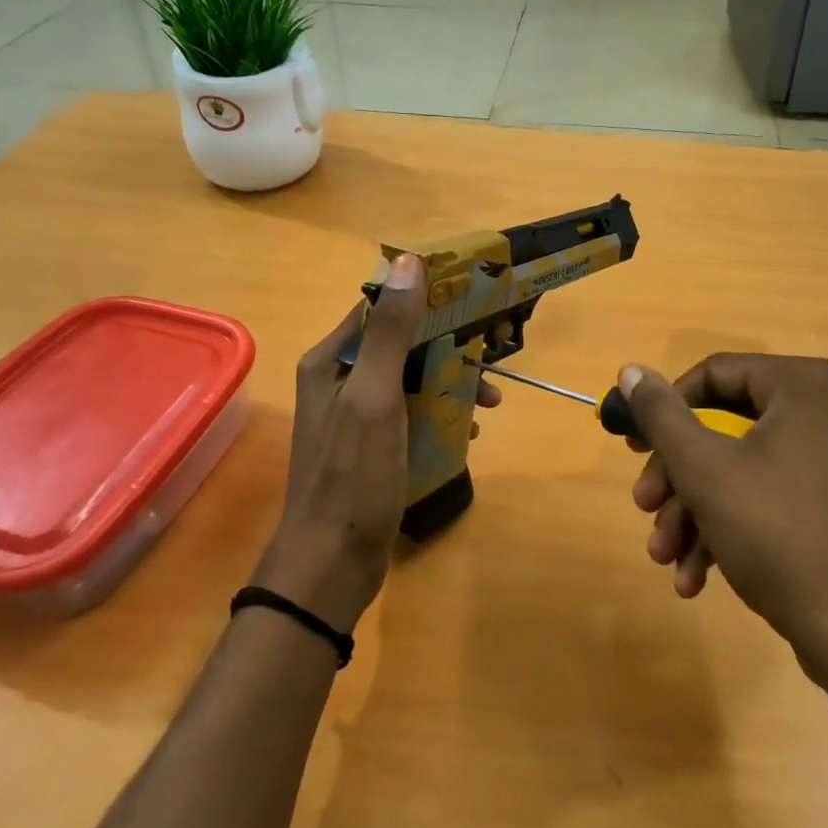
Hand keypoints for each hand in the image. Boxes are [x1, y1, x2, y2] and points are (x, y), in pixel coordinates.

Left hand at [253, 256, 503, 633]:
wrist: (332, 564)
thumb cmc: (354, 475)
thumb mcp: (376, 396)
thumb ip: (391, 331)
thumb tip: (408, 263)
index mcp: (334, 359)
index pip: (384, 308)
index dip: (429, 299)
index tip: (476, 300)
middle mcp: (341, 379)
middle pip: (404, 343)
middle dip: (450, 347)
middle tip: (494, 354)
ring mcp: (357, 414)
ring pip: (413, 378)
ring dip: (452, 381)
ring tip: (491, 400)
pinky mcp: (373, 444)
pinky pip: (413, 412)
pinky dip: (441, 413)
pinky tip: (468, 429)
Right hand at [622, 355, 827, 743]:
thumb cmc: (783, 535)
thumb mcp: (705, 470)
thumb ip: (661, 415)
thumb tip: (630, 370)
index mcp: (806, 386)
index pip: (715, 374)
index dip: (666, 408)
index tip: (634, 446)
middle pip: (727, 428)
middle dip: (677, 476)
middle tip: (644, 508)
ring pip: (746, 470)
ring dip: (696, 512)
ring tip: (666, 558)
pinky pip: (775, 498)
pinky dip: (733, 529)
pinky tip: (698, 577)